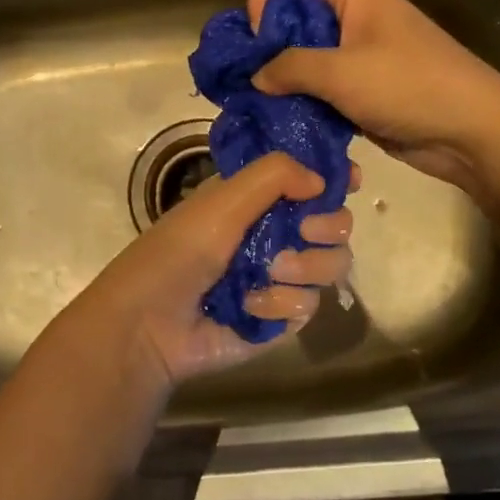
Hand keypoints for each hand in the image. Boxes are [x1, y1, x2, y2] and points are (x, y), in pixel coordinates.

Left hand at [65, 152, 353, 388]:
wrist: (150, 324)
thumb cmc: (180, 250)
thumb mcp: (223, 200)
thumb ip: (274, 176)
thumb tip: (323, 179)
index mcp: (258, 198)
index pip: (310, 180)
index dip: (333, 178)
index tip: (349, 181)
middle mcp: (276, 232)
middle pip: (335, 224)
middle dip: (327, 226)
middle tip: (305, 230)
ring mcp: (281, 277)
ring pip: (332, 265)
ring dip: (303, 267)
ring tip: (269, 271)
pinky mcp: (281, 318)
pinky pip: (310, 306)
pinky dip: (281, 304)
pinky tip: (250, 305)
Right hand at [247, 0, 499, 195]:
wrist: (474, 132)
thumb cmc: (410, 87)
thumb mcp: (342, 72)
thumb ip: (291, 67)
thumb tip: (257, 75)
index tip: (253, 39)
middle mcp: (355, 15)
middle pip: (296, 12)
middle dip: (268, 42)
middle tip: (251, 76)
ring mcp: (361, 53)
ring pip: (307, 53)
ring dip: (285, 76)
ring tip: (265, 102)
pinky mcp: (365, 88)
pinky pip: (323, 85)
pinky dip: (304, 98)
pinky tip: (289, 119)